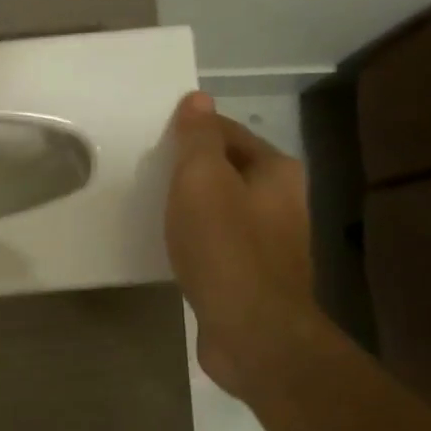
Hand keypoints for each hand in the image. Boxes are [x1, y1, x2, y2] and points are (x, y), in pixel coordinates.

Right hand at [165, 91, 318, 396]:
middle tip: (148, 176)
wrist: (252, 330)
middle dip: (189, 171)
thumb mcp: (202, 181)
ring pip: (222, 208)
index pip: (228, 132)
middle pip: (227, 170)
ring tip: (154, 210)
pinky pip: (219, 243)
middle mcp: (282, 200)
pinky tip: (173, 248)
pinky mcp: (253, 275)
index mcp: (275, 171)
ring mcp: (270, 241)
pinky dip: (196, 239)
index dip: (190, 132)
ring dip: (192, 207)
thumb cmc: (224, 248)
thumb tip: (197, 99)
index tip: (153, 144)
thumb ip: (198, 138)